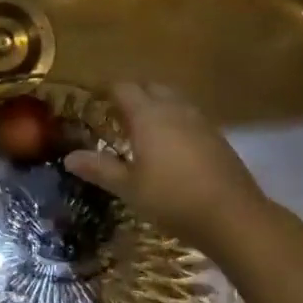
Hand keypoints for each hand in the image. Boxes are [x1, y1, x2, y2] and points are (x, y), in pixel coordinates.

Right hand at [65, 82, 264, 254]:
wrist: (233, 216)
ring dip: (156, 104)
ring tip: (144, 127)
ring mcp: (199, 120)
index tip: (94, 100)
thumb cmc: (173, 199)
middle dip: (133, 93)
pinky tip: (172, 144)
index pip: (123, 88)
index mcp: (148, 115)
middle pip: (150, 87)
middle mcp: (173, 108)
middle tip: (117, 113)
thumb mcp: (129, 188)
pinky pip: (189, 115)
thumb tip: (69, 157)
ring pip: (173, 99)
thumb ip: (99, 169)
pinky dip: (175, 119)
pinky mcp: (217, 135)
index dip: (107, 90)